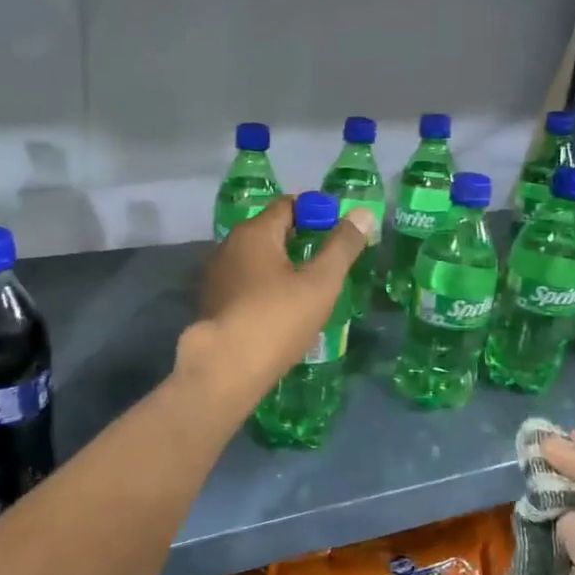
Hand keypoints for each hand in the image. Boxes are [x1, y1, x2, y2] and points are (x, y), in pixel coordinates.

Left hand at [174, 197, 373, 414]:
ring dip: (281, 267)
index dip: (316, 212)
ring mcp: (216, 276)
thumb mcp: (320, 283)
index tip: (339, 230)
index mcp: (254, 232)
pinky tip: (280, 310)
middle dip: (299, 240)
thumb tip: (362, 213)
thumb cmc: (277, 319)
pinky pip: (245, 284)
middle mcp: (229, 246)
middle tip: (328, 260)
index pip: (288, 205)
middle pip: (270, 231)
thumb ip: (343, 247)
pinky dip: (265, 288)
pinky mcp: (212, 303)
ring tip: (308, 288)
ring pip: (256, 260)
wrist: (225, 369)